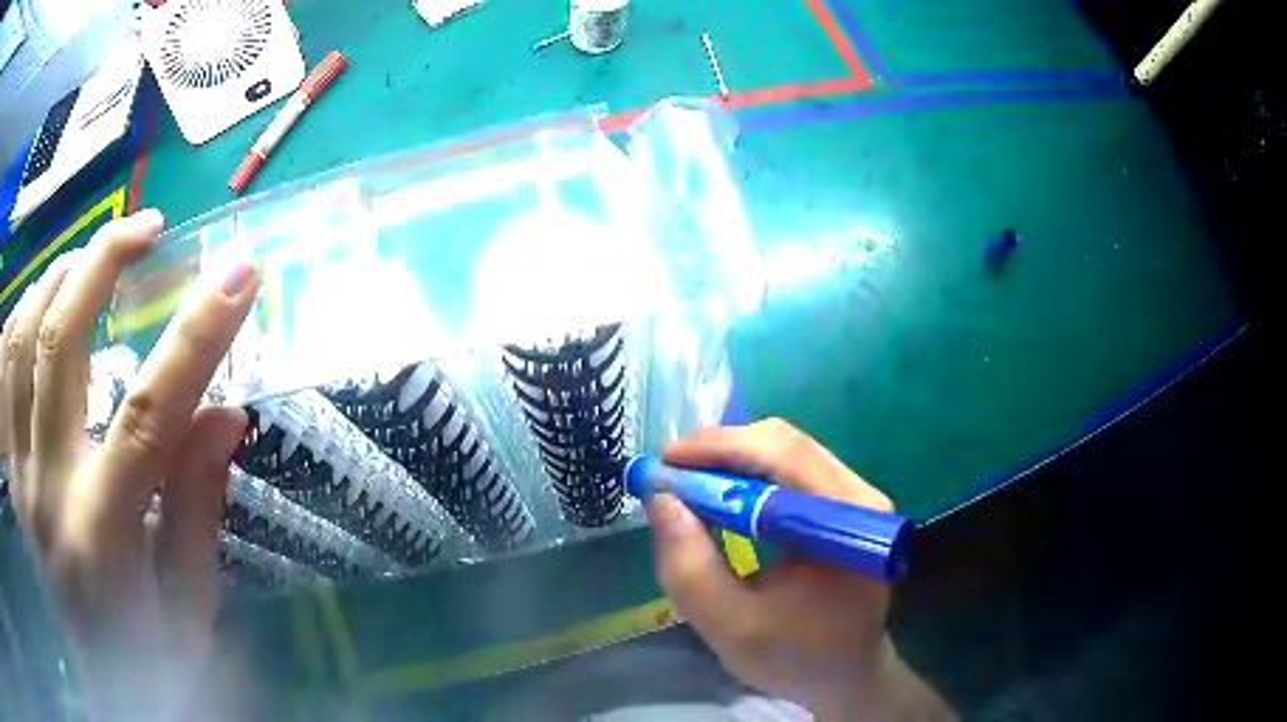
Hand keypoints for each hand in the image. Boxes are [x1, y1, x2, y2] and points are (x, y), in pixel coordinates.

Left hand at [2, 210, 257, 715]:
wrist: (104, 685)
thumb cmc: (150, 653)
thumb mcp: (190, 603)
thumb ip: (197, 506)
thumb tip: (226, 413)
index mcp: (103, 536)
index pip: (151, 415)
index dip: (198, 334)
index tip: (240, 271)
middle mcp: (48, 492)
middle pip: (61, 343)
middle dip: (106, 264)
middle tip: (148, 230)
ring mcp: (20, 475)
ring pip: (22, 338)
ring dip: (58, 276)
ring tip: (92, 254)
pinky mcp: (12, 471)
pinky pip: (4, 368)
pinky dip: (21, 315)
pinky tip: (44, 299)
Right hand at [649, 419, 953, 720]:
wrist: (847, 674)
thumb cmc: (795, 658)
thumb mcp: (731, 626)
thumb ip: (690, 568)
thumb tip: (660, 498)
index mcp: (844, 523)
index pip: (782, 455)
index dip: (718, 448)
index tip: (663, 466)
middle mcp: (860, 495)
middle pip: (785, 442)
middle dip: (720, 450)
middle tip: (670, 475)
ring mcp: (857, 496)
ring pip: (787, 449)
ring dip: (732, 459)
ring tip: (688, 485)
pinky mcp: (846, 503)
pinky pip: (792, 468)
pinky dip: (749, 474)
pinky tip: (722, 497)